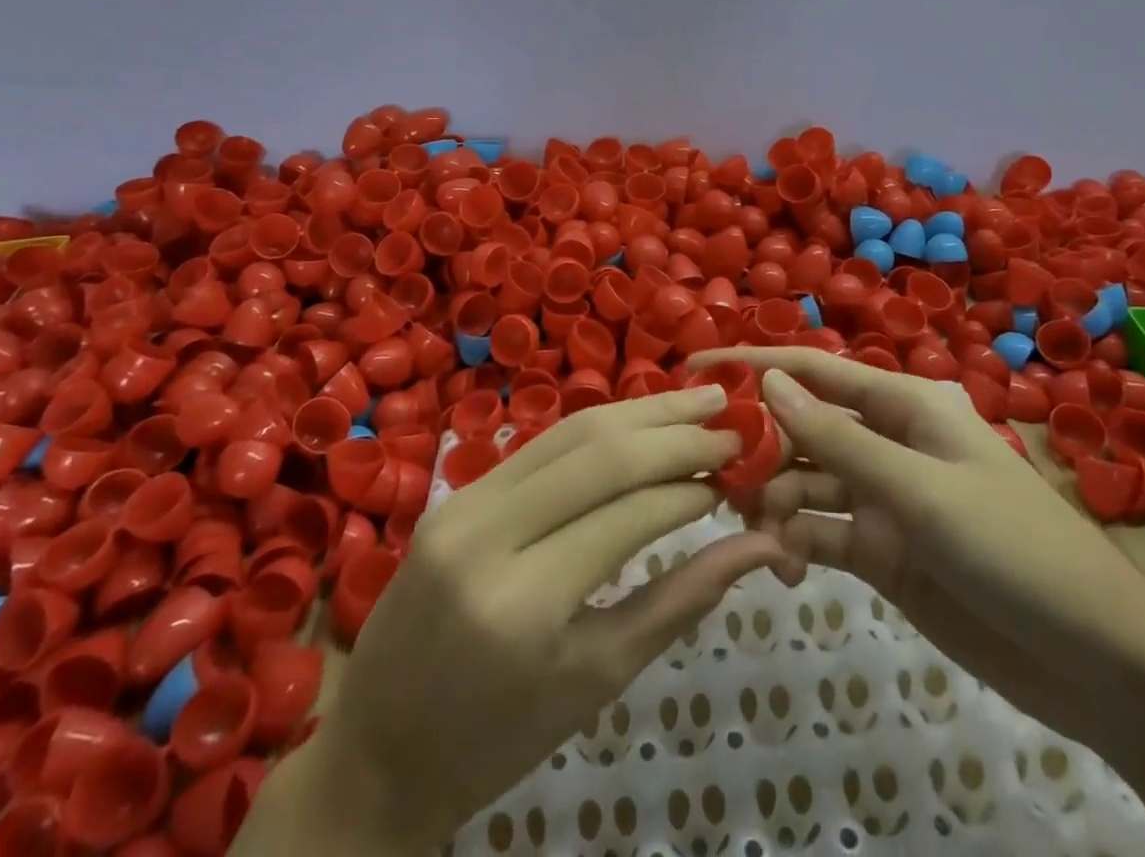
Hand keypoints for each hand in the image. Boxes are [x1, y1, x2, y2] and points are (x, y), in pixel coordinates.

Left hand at [292, 385, 784, 855]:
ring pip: (569, 433)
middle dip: (674, 430)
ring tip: (698, 399)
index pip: (629, 514)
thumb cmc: (500, 736)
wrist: (382, 746)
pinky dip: (598, 429)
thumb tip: (761, 547)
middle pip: (599, 454)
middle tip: (731, 418)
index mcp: (524, 606)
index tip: (740, 470)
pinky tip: (639, 421)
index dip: (692, 484)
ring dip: (640, 411)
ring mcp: (462, 505)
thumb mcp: (599, 677)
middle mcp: (487, 536)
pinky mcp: (453, 492)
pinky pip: (540, 446)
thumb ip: (682, 601)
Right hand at [693, 348, 1144, 856]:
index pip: (812, 370)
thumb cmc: (1014, 549)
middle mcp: (886, 441)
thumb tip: (768, 380)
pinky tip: (785, 564)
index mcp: (903, 404)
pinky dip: (795, 542)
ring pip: (803, 481)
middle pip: (801, 427)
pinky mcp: (880, 550)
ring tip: (753, 531)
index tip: (692, 363)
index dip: (752, 361)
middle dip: (757, 444)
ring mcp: (881, 497)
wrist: (1101, 664)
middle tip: (711, 476)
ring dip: (773, 500)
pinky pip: (819, 531)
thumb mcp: (920, 491)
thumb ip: (839, 440)